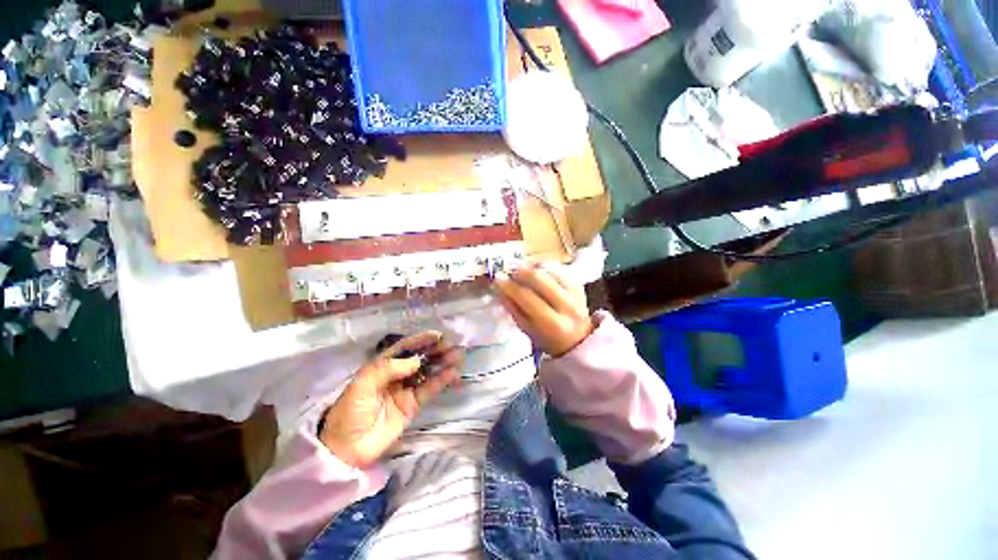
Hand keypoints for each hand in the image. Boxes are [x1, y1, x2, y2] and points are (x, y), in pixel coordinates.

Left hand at [319, 332, 461, 467]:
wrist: (346, 450)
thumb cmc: (349, 412)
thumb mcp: (362, 385)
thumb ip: (388, 369)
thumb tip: (416, 361)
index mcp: (382, 366)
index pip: (404, 348)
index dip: (420, 340)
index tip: (436, 335)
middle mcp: (396, 375)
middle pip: (419, 358)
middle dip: (435, 350)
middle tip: (451, 345)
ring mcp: (406, 390)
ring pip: (427, 372)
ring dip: (442, 363)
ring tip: (458, 355)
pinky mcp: (413, 405)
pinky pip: (429, 390)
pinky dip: (442, 381)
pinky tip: (453, 374)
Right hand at [493, 263, 593, 356]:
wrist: (579, 340)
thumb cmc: (549, 340)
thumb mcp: (528, 331)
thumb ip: (514, 310)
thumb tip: (500, 290)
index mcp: (552, 323)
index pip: (526, 297)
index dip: (509, 286)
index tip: (497, 280)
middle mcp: (567, 305)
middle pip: (539, 278)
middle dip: (520, 272)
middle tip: (510, 274)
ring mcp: (575, 293)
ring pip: (549, 270)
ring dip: (532, 268)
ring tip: (522, 273)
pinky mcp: (579, 285)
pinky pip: (559, 269)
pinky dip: (544, 267)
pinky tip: (537, 272)